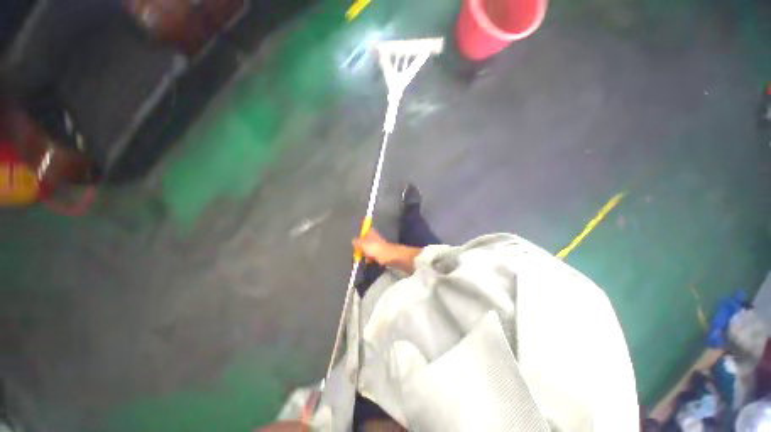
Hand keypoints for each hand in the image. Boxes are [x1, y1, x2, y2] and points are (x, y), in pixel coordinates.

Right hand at [352, 229, 422, 272]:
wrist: (394, 257)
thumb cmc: (378, 250)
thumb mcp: (365, 245)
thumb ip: (358, 242)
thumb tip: (353, 240)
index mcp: (372, 233)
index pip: (365, 230)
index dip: (361, 235)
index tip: (356, 242)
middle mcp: (376, 238)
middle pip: (366, 240)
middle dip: (362, 247)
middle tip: (359, 253)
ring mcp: (380, 245)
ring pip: (370, 249)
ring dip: (366, 254)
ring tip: (365, 259)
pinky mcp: (383, 253)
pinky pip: (374, 255)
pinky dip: (371, 258)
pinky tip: (370, 262)